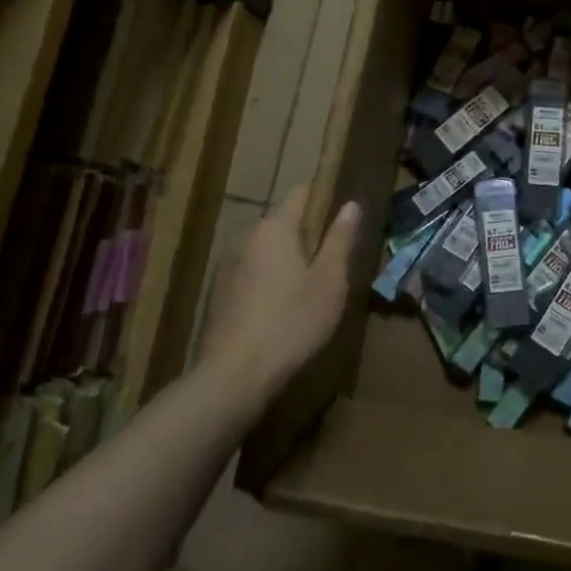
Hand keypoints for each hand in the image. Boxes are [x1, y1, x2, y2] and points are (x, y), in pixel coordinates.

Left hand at [199, 186, 359, 401]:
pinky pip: (253, 274)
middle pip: (284, 222)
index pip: (302, 192)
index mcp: (275, 228)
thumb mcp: (329, 281)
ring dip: (289, 260)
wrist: (232, 378)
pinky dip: (270, 281)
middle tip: (335, 260)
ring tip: (312, 288)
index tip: (345, 213)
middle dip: (309, 234)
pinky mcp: (219, 295)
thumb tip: (351, 204)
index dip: (325, 196)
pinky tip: (283, 310)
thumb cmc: (291, 323)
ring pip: (268, 251)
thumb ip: (340, 239)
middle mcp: (247, 238)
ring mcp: (228, 267)